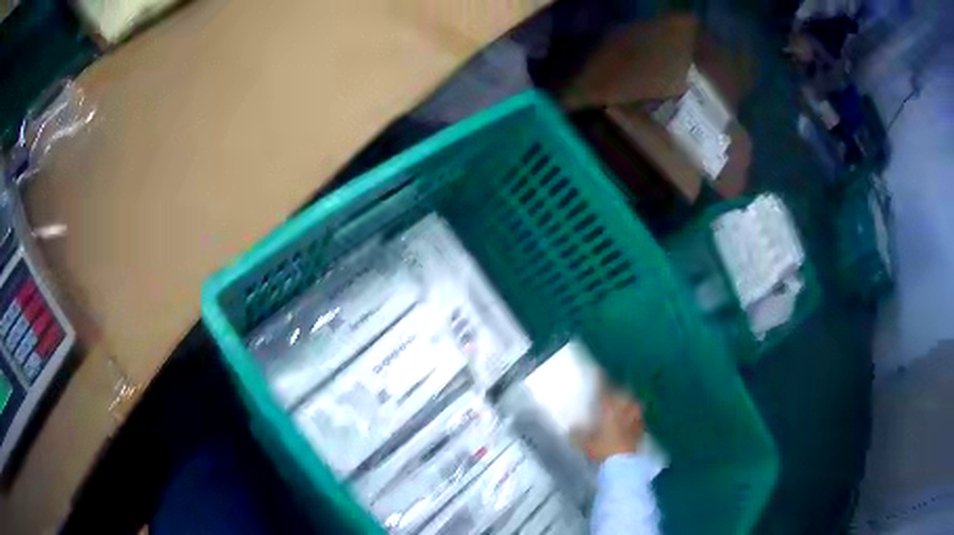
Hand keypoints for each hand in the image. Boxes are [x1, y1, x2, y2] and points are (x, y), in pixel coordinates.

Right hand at [575, 384, 644, 462]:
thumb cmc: (603, 451)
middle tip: (612, 390)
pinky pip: (639, 418)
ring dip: (629, 401)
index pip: (604, 390)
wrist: (624, 464)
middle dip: (618, 390)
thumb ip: (578, 434)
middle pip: (623, 394)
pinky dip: (635, 416)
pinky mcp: (641, 430)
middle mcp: (624, 411)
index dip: (601, 380)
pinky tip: (633, 420)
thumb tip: (571, 427)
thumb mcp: (585, 443)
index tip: (598, 372)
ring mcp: (635, 420)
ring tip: (625, 403)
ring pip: (634, 404)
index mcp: (609, 410)